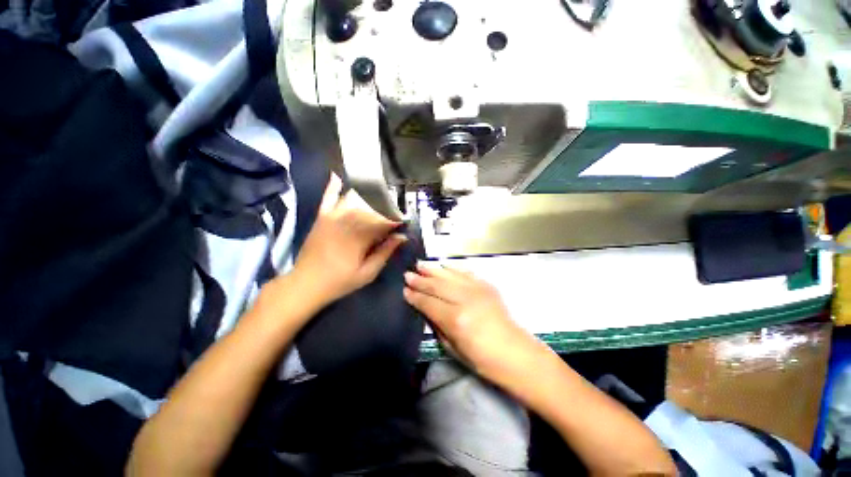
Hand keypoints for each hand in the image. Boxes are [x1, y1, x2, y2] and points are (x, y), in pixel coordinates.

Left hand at [290, 174, 405, 308]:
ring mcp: (332, 217)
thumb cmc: (340, 281)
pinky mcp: (321, 217)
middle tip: (394, 210)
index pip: (384, 220)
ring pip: (353, 198)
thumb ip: (385, 253)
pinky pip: (328, 197)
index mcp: (360, 237)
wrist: (306, 283)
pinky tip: (338, 176)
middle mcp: (347, 221)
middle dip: (386, 206)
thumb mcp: (368, 273)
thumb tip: (402, 237)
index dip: (397, 219)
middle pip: (371, 206)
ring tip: (379, 195)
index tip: (404, 221)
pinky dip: (333, 187)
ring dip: (367, 195)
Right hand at [403, 263, 548, 384]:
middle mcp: (465, 299)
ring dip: (433, 269)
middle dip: (420, 279)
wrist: (515, 353)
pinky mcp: (487, 286)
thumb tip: (423, 308)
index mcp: (455, 319)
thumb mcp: (452, 348)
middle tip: (408, 274)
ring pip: (449, 275)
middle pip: (437, 285)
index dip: (414, 296)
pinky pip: (465, 273)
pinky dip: (452, 268)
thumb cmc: (482, 359)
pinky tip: (443, 265)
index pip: (428, 302)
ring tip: (420, 264)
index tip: (404, 289)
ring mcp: (478, 290)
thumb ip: (436, 325)